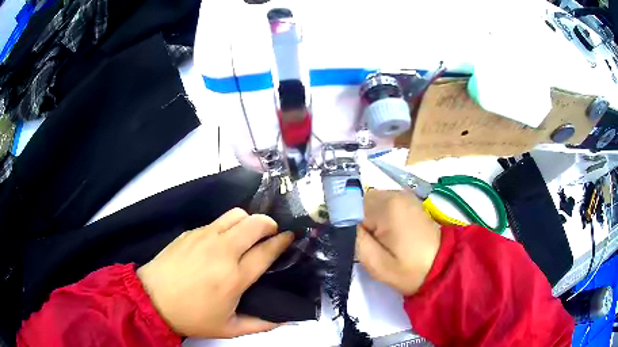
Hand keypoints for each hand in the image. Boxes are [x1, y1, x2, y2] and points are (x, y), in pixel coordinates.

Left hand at [137, 208, 293, 337]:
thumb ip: (261, 324)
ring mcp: (204, 237)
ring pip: (236, 214)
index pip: (267, 250)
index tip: (291, 236)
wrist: (152, 299)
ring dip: (248, 220)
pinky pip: (216, 222)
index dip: (283, 240)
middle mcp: (222, 251)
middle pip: (255, 223)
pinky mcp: (190, 232)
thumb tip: (286, 320)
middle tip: (271, 234)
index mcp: (234, 276)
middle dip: (270, 224)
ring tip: (248, 234)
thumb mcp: (229, 329)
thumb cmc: (192, 317)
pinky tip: (221, 242)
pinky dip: (227, 227)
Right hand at [356, 190, 441, 295]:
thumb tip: (339, 223)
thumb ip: (354, 240)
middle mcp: (395, 194)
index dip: (346, 226)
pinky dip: (381, 216)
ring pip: (371, 202)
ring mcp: (404, 196)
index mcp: (387, 207)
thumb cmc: (409, 270)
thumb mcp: (376, 263)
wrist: (442, 267)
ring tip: (380, 240)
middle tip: (369, 245)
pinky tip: (390, 233)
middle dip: (358, 221)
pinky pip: (385, 203)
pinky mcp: (410, 201)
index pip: (350, 208)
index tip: (353, 244)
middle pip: (360, 202)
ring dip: (369, 218)